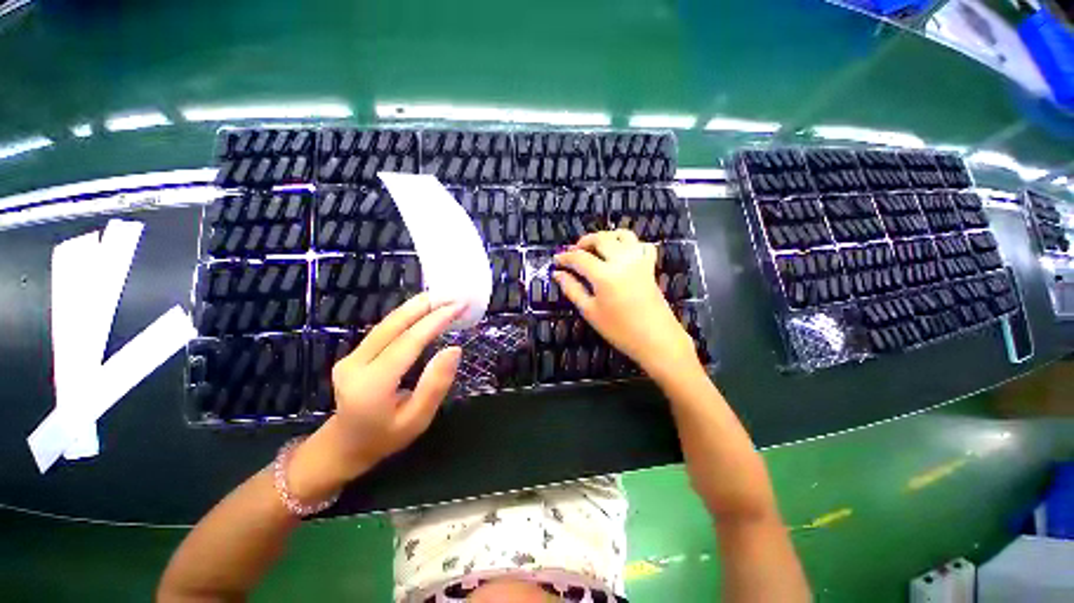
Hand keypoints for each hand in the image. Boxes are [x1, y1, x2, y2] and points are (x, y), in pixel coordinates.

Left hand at [288, 294, 463, 502]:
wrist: (343, 446)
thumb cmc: (386, 437)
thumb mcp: (418, 420)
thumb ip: (435, 385)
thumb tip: (454, 349)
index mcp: (372, 385)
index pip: (408, 342)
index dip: (435, 321)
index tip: (458, 307)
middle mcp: (356, 364)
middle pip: (392, 325)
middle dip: (424, 306)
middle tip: (452, 295)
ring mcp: (351, 356)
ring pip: (386, 323)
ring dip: (415, 307)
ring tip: (441, 297)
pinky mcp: (354, 353)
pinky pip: (383, 329)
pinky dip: (406, 316)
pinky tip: (422, 310)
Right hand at [554, 230, 698, 379]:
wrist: (657, 340)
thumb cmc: (619, 330)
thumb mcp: (590, 311)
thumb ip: (572, 289)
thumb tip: (558, 274)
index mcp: (604, 274)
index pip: (579, 258)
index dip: (565, 257)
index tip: (556, 260)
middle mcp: (622, 261)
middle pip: (600, 239)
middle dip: (583, 242)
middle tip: (573, 252)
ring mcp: (639, 261)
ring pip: (622, 235)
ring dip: (606, 237)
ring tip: (595, 248)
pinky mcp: (650, 266)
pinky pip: (641, 244)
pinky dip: (629, 243)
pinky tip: (621, 253)